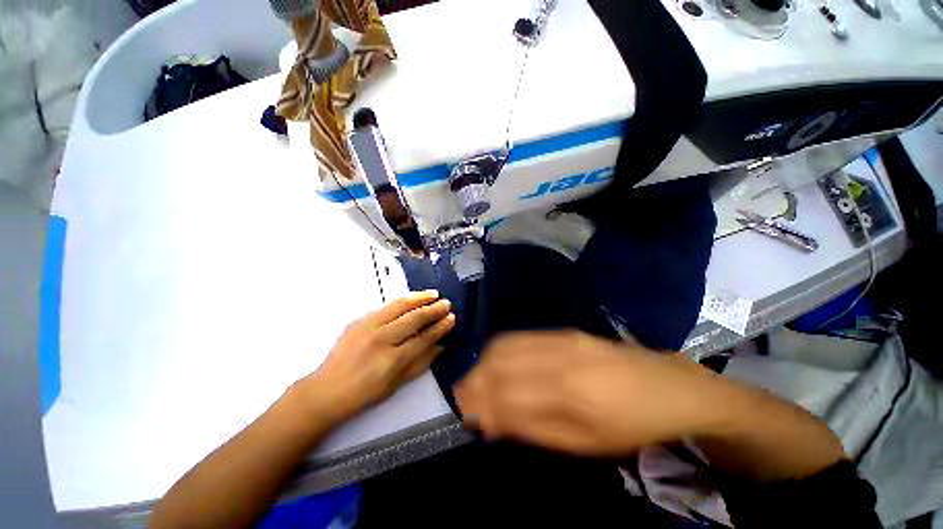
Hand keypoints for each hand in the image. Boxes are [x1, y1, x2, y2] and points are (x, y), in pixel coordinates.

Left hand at [298, 290, 454, 423]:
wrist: (325, 390)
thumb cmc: (363, 393)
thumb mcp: (396, 385)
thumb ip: (421, 363)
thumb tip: (441, 346)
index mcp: (392, 360)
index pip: (423, 338)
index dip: (440, 327)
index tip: (451, 318)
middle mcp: (381, 339)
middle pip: (414, 318)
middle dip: (433, 309)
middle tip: (446, 303)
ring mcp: (368, 327)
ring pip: (400, 306)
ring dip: (419, 298)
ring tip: (433, 293)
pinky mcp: (358, 320)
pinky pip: (385, 306)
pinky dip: (402, 300)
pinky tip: (412, 298)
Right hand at [454, 330, 722, 455]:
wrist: (669, 388)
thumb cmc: (629, 427)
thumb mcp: (583, 443)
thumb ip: (532, 428)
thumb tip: (491, 420)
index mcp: (566, 393)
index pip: (504, 393)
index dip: (477, 402)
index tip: (461, 412)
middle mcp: (557, 357)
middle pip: (498, 362)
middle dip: (474, 380)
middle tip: (464, 397)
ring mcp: (560, 338)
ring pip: (505, 345)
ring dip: (483, 363)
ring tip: (477, 381)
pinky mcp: (564, 331)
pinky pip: (520, 337)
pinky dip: (500, 350)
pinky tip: (497, 362)